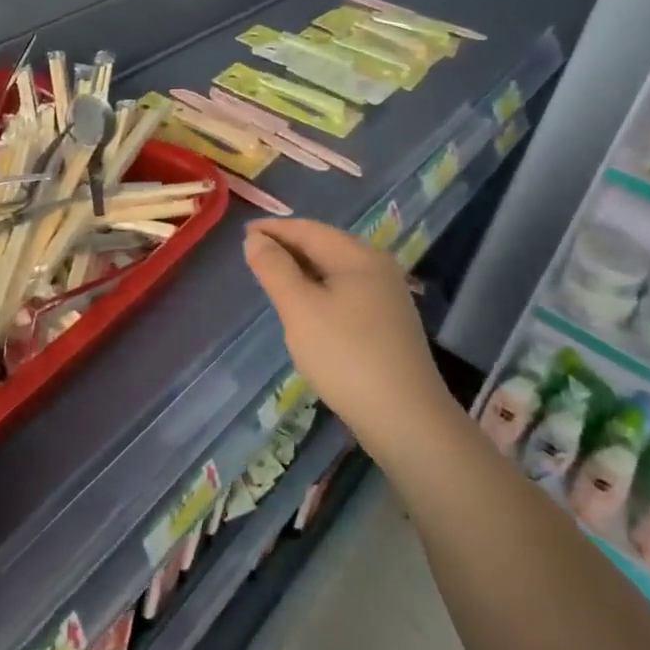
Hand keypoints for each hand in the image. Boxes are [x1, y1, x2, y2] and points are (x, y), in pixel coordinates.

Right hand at [242, 220, 454, 444]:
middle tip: (252, 256)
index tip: (242, 234)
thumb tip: (255, 238)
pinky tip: (304, 309)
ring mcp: (386, 298)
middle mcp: (377, 269)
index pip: (309, 230)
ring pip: (334, 272)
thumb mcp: (300, 309)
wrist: (406, 420)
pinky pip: (344, 293)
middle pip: (324, 247)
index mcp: (359, 257)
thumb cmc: (346, 356)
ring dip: (301, 271)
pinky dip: (318, 291)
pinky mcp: (386, 325)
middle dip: (288, 248)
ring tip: (271, 279)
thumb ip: (274, 269)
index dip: (274, 229)